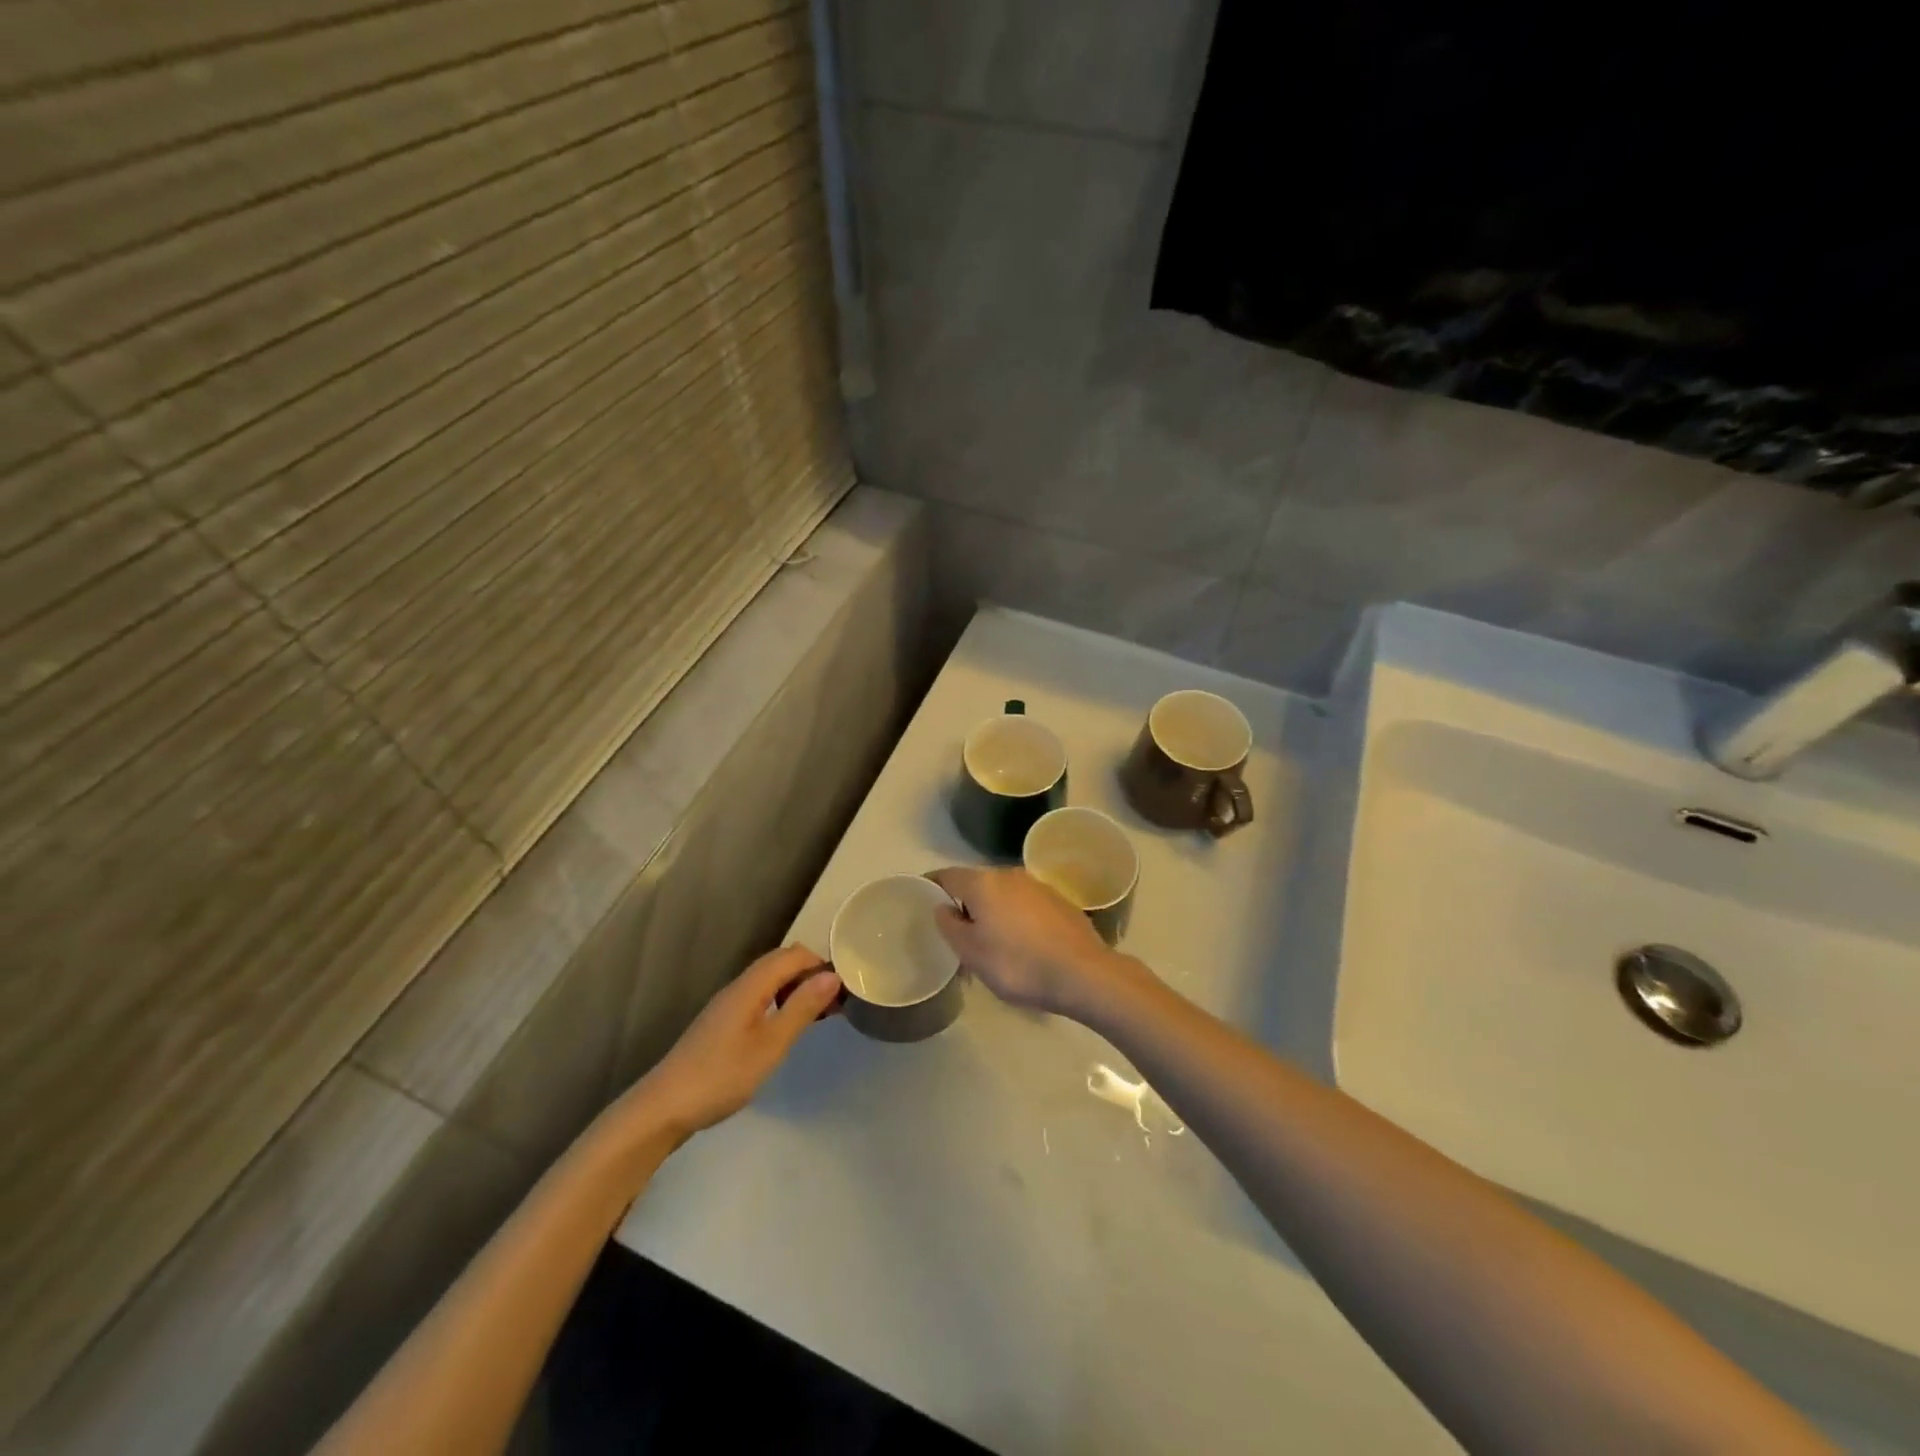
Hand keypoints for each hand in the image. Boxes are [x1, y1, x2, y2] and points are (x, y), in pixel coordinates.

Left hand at [627, 946, 841, 1140]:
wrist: (664, 1108)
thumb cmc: (722, 1075)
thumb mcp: (771, 1044)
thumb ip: (802, 1008)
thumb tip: (832, 975)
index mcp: (751, 985)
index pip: (793, 955)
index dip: (820, 964)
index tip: (842, 990)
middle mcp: (738, 986)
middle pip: (780, 962)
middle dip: (810, 974)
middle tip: (833, 1004)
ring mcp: (727, 1005)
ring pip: (768, 980)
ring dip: (795, 989)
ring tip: (815, 1016)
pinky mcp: (721, 1023)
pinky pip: (758, 997)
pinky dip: (779, 1002)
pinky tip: (784, 1030)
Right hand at [926, 866, 1132, 1019]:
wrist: (1083, 973)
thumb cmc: (1018, 964)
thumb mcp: (972, 953)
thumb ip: (950, 926)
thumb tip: (942, 907)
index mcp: (983, 883)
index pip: (947, 875)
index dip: (931, 885)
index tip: (921, 898)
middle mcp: (1009, 874)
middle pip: (976, 884)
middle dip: (964, 904)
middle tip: (956, 933)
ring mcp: (1037, 885)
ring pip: (1002, 894)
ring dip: (991, 912)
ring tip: (989, 942)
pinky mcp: (1058, 900)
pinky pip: (1024, 904)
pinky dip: (1015, 917)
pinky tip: (1019, 943)